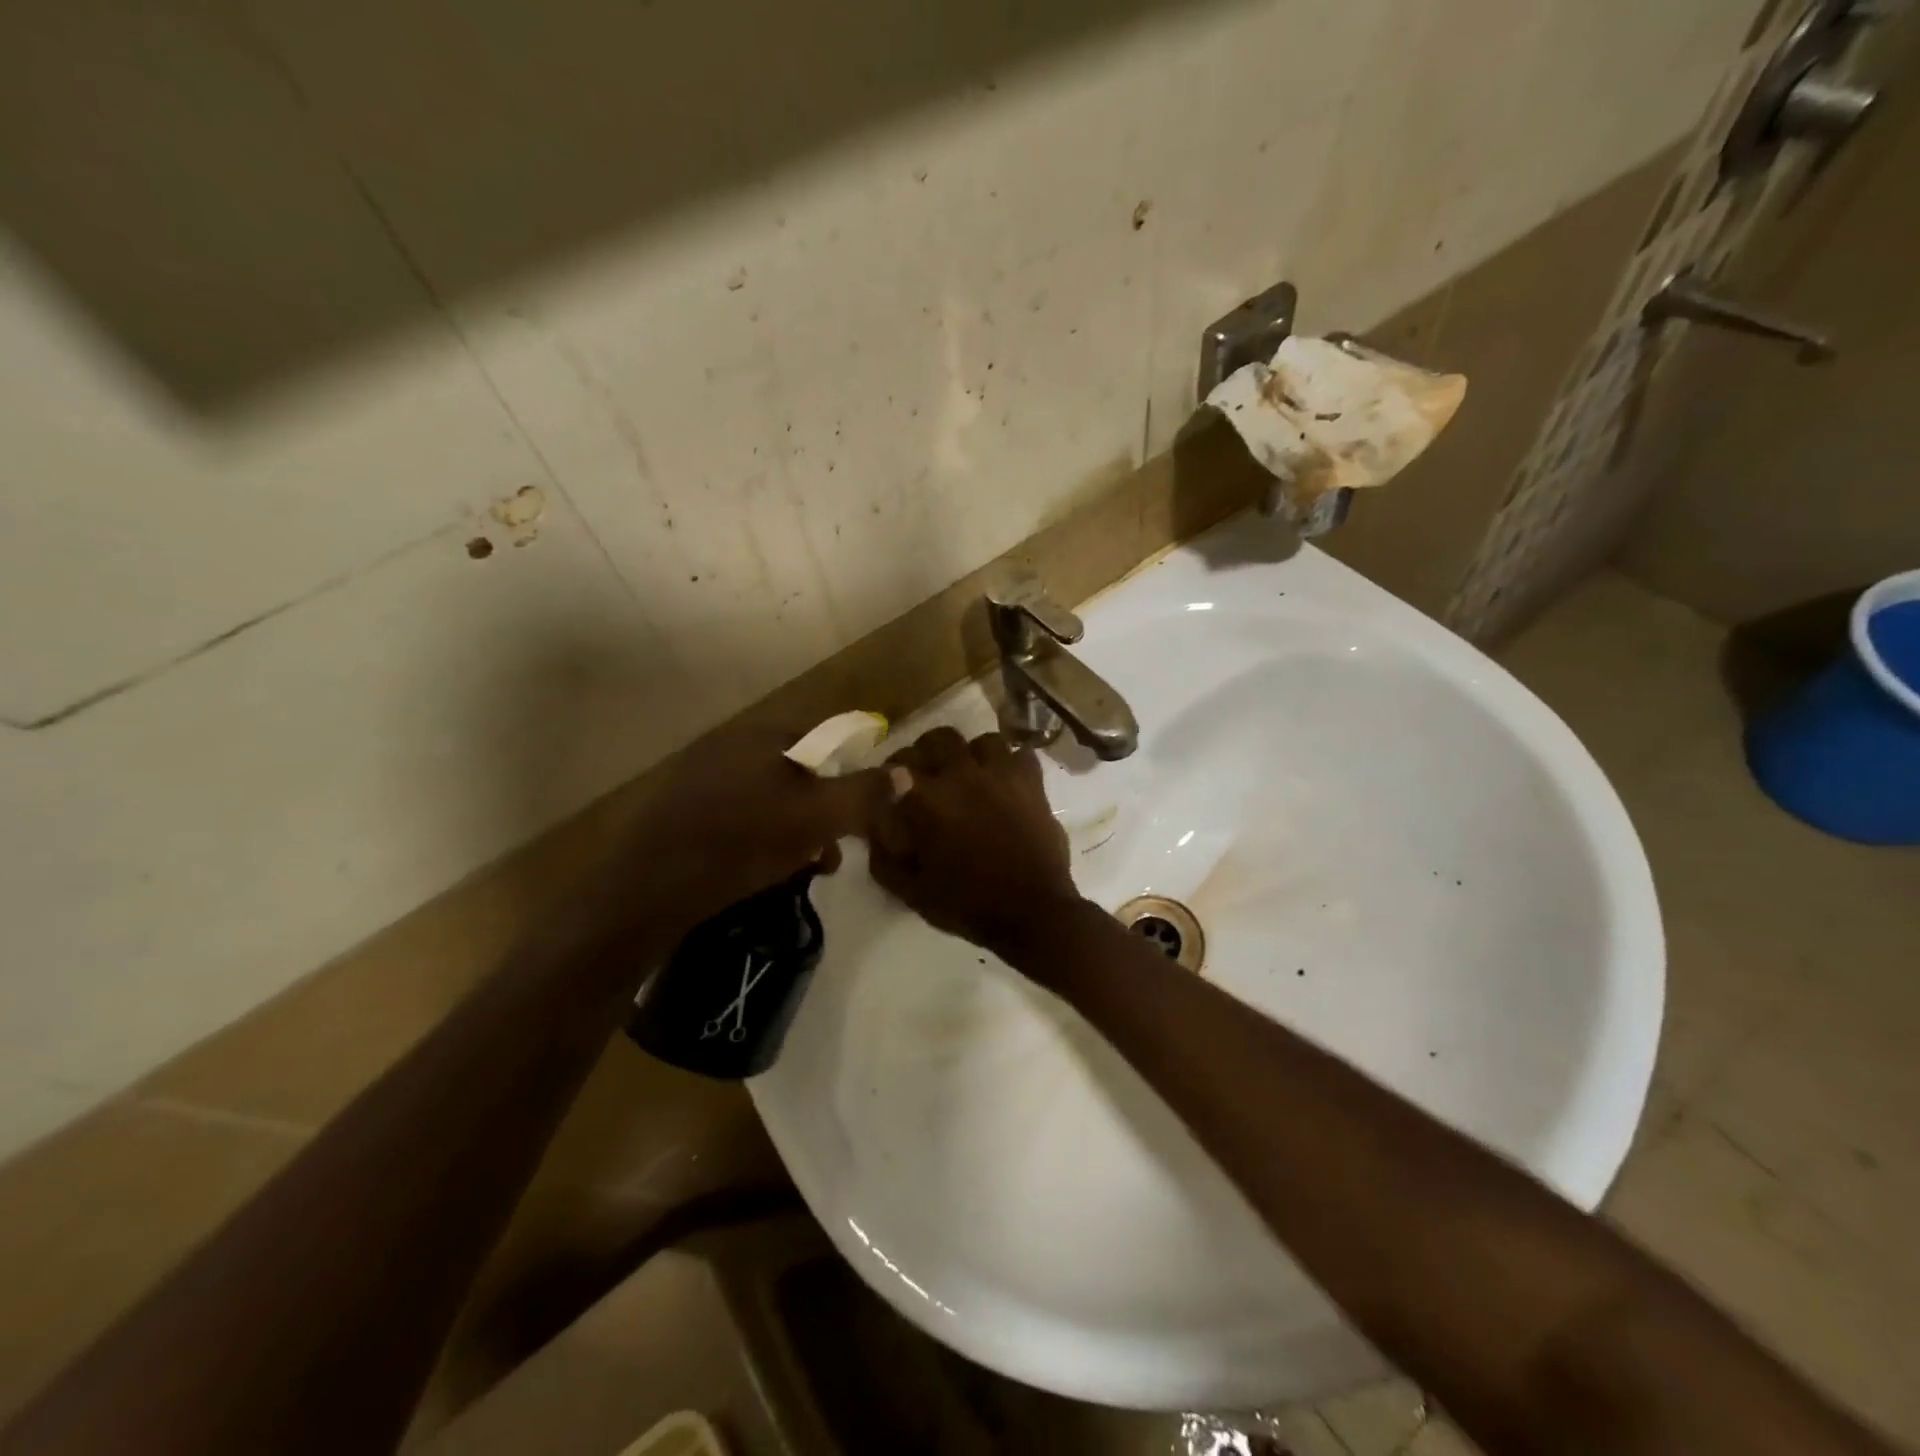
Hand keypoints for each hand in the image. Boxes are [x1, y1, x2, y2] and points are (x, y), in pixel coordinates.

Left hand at [605, 720, 901, 939]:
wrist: (652, 885)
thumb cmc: (745, 841)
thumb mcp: (820, 818)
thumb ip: (865, 794)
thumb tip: (905, 773)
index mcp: (763, 733)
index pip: (824, 742)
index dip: (846, 779)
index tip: (853, 820)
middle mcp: (730, 742)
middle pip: (797, 773)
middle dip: (821, 812)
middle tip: (828, 853)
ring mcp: (700, 773)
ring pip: (768, 796)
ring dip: (793, 829)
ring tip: (801, 869)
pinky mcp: (681, 806)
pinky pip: (737, 812)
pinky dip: (758, 835)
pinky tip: (761, 868)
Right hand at [865, 727, 1085, 958]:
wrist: (1032, 912)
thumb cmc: (967, 904)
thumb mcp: (912, 892)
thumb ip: (885, 859)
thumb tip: (873, 831)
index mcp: (928, 799)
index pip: (898, 765)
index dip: (892, 772)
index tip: (893, 784)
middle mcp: (962, 775)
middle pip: (939, 739)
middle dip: (929, 752)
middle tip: (930, 772)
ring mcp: (1002, 774)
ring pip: (983, 741)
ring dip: (973, 754)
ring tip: (973, 773)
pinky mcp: (1033, 782)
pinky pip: (1021, 754)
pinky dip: (1012, 763)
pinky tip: (1007, 780)